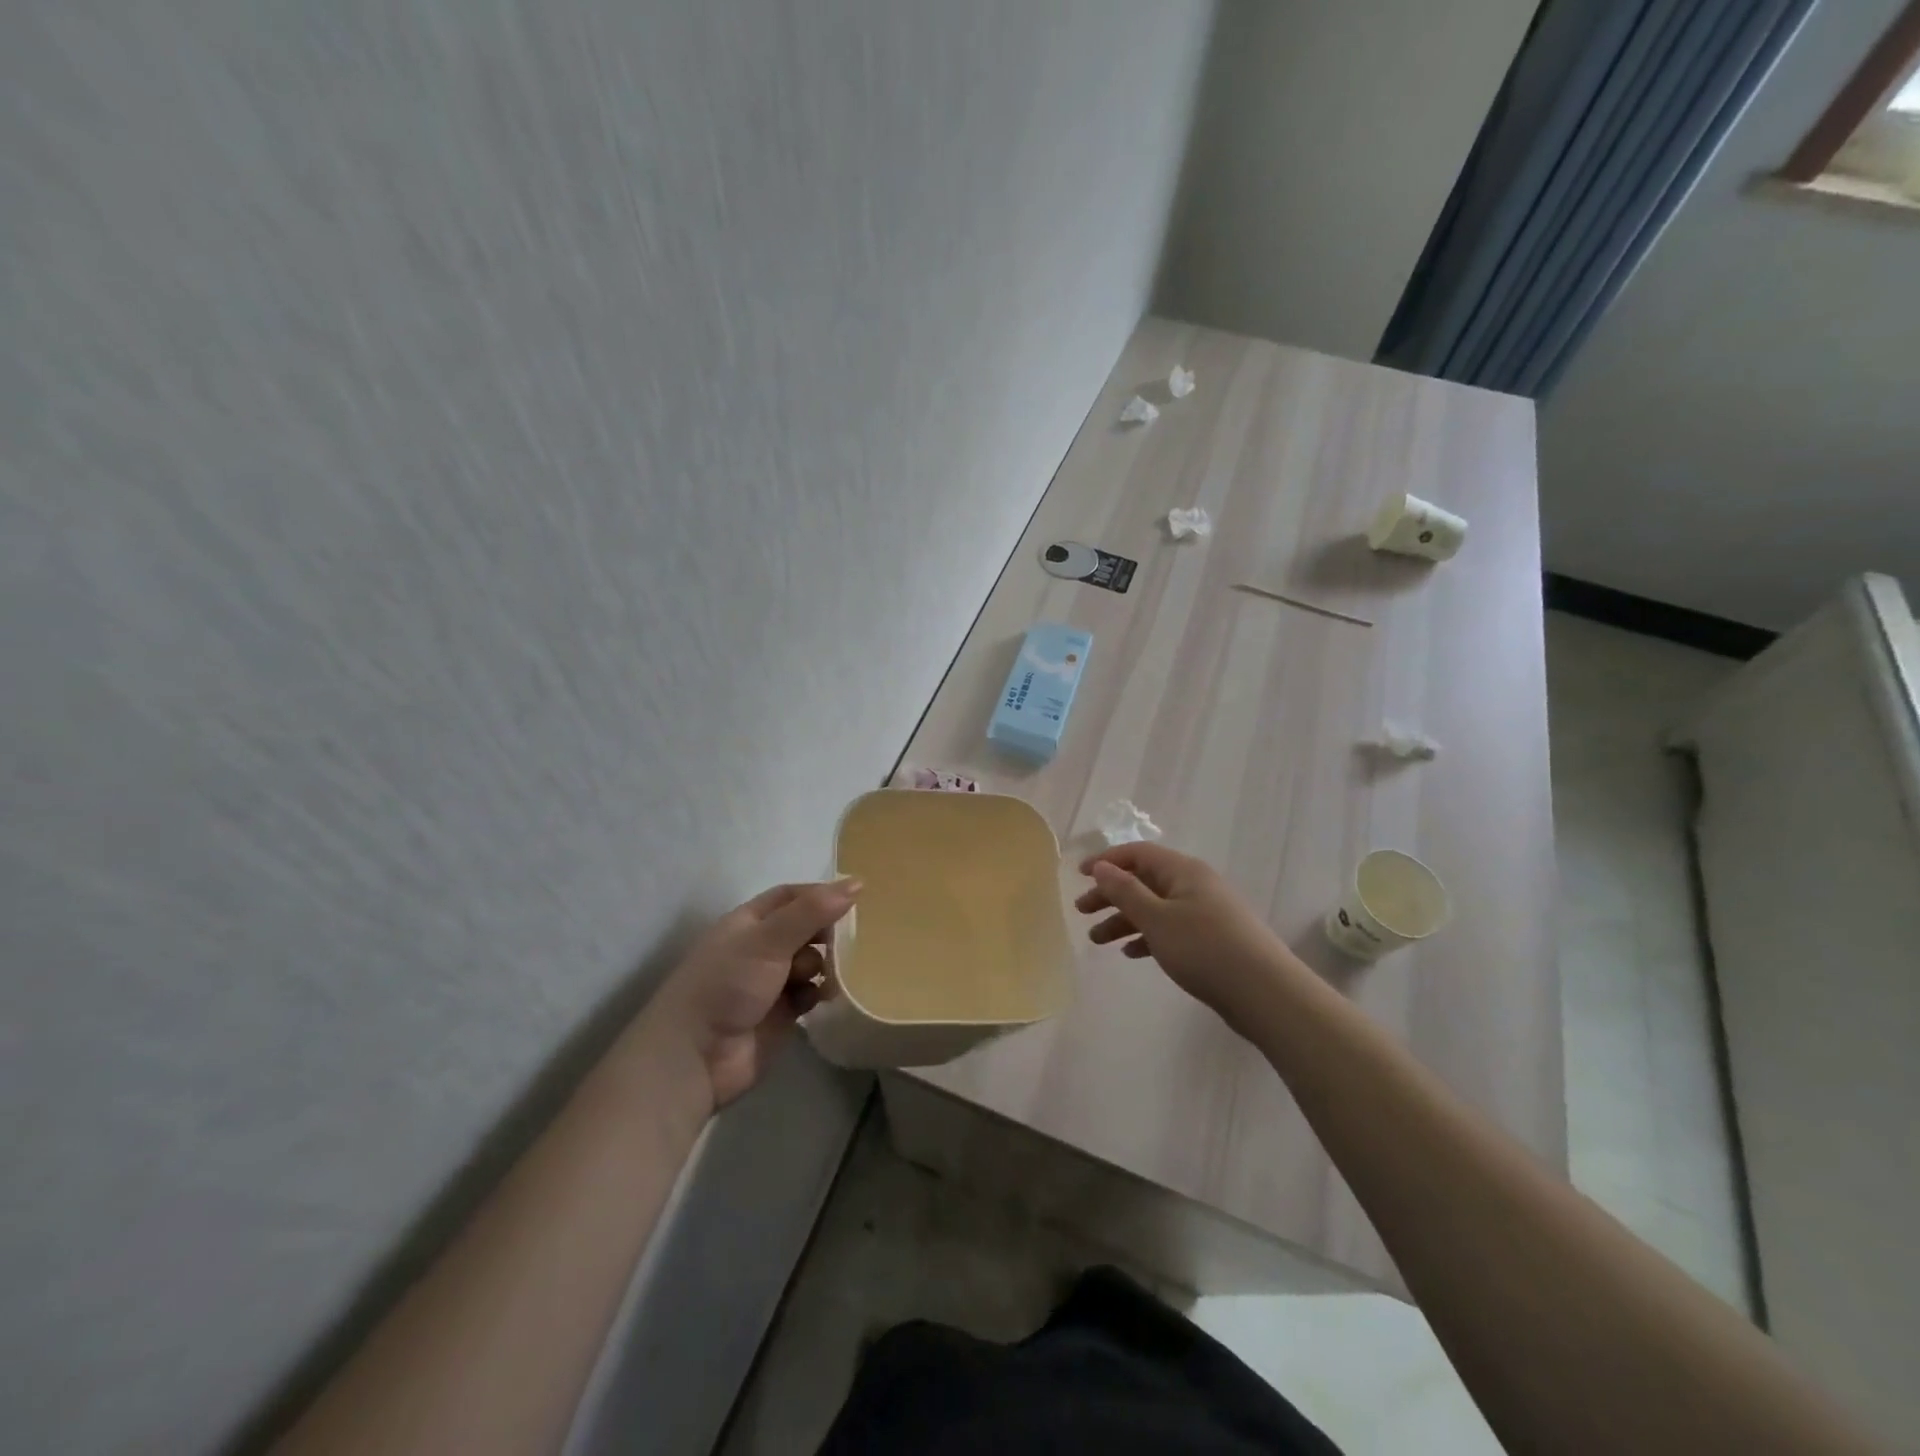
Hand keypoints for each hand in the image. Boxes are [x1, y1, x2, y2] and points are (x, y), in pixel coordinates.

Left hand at [650, 878, 859, 1107]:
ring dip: (825, 965)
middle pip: (805, 929)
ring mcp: (770, 982)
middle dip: (827, 933)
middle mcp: (759, 948)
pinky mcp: (780, 1014)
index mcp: (749, 922)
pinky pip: (809, 994)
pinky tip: (822, 999)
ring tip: (830, 975)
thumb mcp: (768, 940)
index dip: (821, 894)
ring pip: (811, 962)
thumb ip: (812, 912)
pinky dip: (818, 993)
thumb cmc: (727, 984)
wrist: (695, 1058)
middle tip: (851, 941)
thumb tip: (856, 883)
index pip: (791, 896)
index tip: (856, 898)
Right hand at [1074, 844, 1288, 1032]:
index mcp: (1183, 871)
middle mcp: (1194, 885)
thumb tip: (1102, 866)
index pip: (1138, 854)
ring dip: (1124, 920)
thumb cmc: (1204, 948)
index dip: (1106, 861)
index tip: (1079, 876)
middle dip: (1111, 894)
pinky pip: (1170, 929)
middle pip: (1144, 881)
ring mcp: (1205, 913)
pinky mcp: (1211, 940)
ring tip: (1097, 940)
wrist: (1265, 993)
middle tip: (1081, 912)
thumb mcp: (1157, 918)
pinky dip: (1147, 936)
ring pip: (1155, 908)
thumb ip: (1125, 891)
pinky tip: (1131, 953)